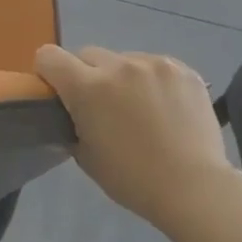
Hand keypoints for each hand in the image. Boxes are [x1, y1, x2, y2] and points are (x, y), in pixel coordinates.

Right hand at [35, 45, 235, 236]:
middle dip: (86, 75)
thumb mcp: (84, 154)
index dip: (48, 72)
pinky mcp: (183, 69)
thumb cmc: (131, 179)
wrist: (193, 187)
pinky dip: (151, 81)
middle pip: (87, 54)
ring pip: (123, 59)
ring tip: (138, 108)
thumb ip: (73, 122)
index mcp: (87, 88)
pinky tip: (164, 107)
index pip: (49, 56)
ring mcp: (155, 64)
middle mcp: (119, 66)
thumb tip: (74, 110)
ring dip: (121, 77)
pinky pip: (154, 66)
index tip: (58, 92)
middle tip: (100, 106)